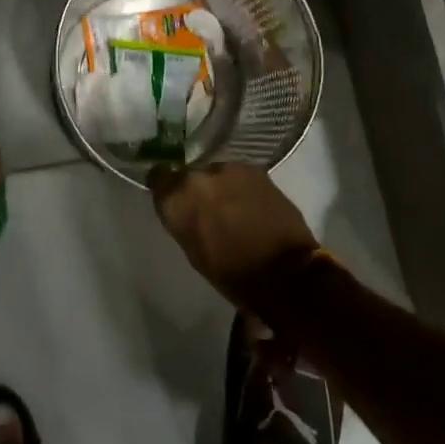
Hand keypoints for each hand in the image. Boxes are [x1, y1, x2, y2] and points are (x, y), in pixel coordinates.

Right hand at [150, 163, 318, 314]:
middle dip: (195, 190)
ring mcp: (228, 168)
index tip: (173, 199)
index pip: (158, 178)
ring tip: (232, 208)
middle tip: (206, 209)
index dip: (166, 188)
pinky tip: (251, 206)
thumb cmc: (234, 275)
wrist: (286, 272)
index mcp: (177, 199)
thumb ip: (184, 221)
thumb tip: (185, 209)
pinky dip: (240, 187)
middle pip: (188, 175)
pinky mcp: (255, 169)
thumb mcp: (195, 252)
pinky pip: (238, 176)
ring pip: (215, 173)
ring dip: (219, 187)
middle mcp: (198, 176)